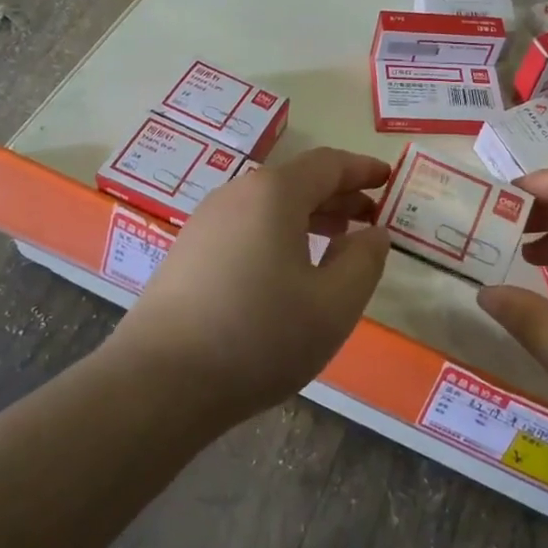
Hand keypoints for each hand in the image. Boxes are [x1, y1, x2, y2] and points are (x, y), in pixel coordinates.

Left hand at [114, 147, 392, 422]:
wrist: (159, 383)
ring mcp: (204, 223)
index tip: (388, 178)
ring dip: (308, 217)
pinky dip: (278, 235)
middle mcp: (236, 195)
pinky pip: (245, 228)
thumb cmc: (259, 336)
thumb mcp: (333, 304)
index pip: (328, 164)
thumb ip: (364, 261)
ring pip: (268, 206)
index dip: (362, 169)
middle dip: (338, 196)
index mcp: (274, 194)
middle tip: (370, 217)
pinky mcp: (186, 254)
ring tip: (336, 242)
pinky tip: (288, 271)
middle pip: (296, 182)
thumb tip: (373, 234)